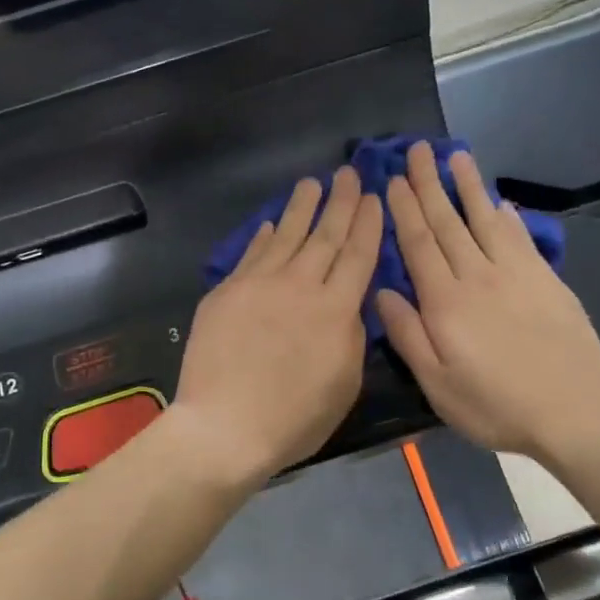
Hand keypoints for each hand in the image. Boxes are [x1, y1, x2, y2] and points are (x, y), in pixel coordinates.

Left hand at [172, 167, 382, 488]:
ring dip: (301, 207)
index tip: (374, 198)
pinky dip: (263, 236)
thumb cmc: (293, 419)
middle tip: (348, 173)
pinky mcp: (226, 291)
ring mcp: (259, 285)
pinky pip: (251, 254)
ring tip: (311, 183)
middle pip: (325, 236)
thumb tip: (350, 305)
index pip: (358, 256)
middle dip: (341, 202)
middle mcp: (300, 286)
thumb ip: (351, 337)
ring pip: (285, 235)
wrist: (224, 427)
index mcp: (336, 311)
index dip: (368, 224)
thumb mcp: (344, 385)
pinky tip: (269, 223)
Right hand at [377, 143, 599, 461]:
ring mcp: (517, 274)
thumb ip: (407, 335)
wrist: (574, 412)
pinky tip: (501, 202)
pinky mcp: (547, 281)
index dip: (403, 210)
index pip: (419, 244)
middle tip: (417, 149)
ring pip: (486, 220)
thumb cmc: (495, 405)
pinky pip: (522, 238)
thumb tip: (382, 292)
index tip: (391, 180)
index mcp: (445, 302)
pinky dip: (509, 217)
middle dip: (429, 184)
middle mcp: (478, 276)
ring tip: (456, 155)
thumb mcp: (437, 384)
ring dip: (468, 187)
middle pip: (449, 222)